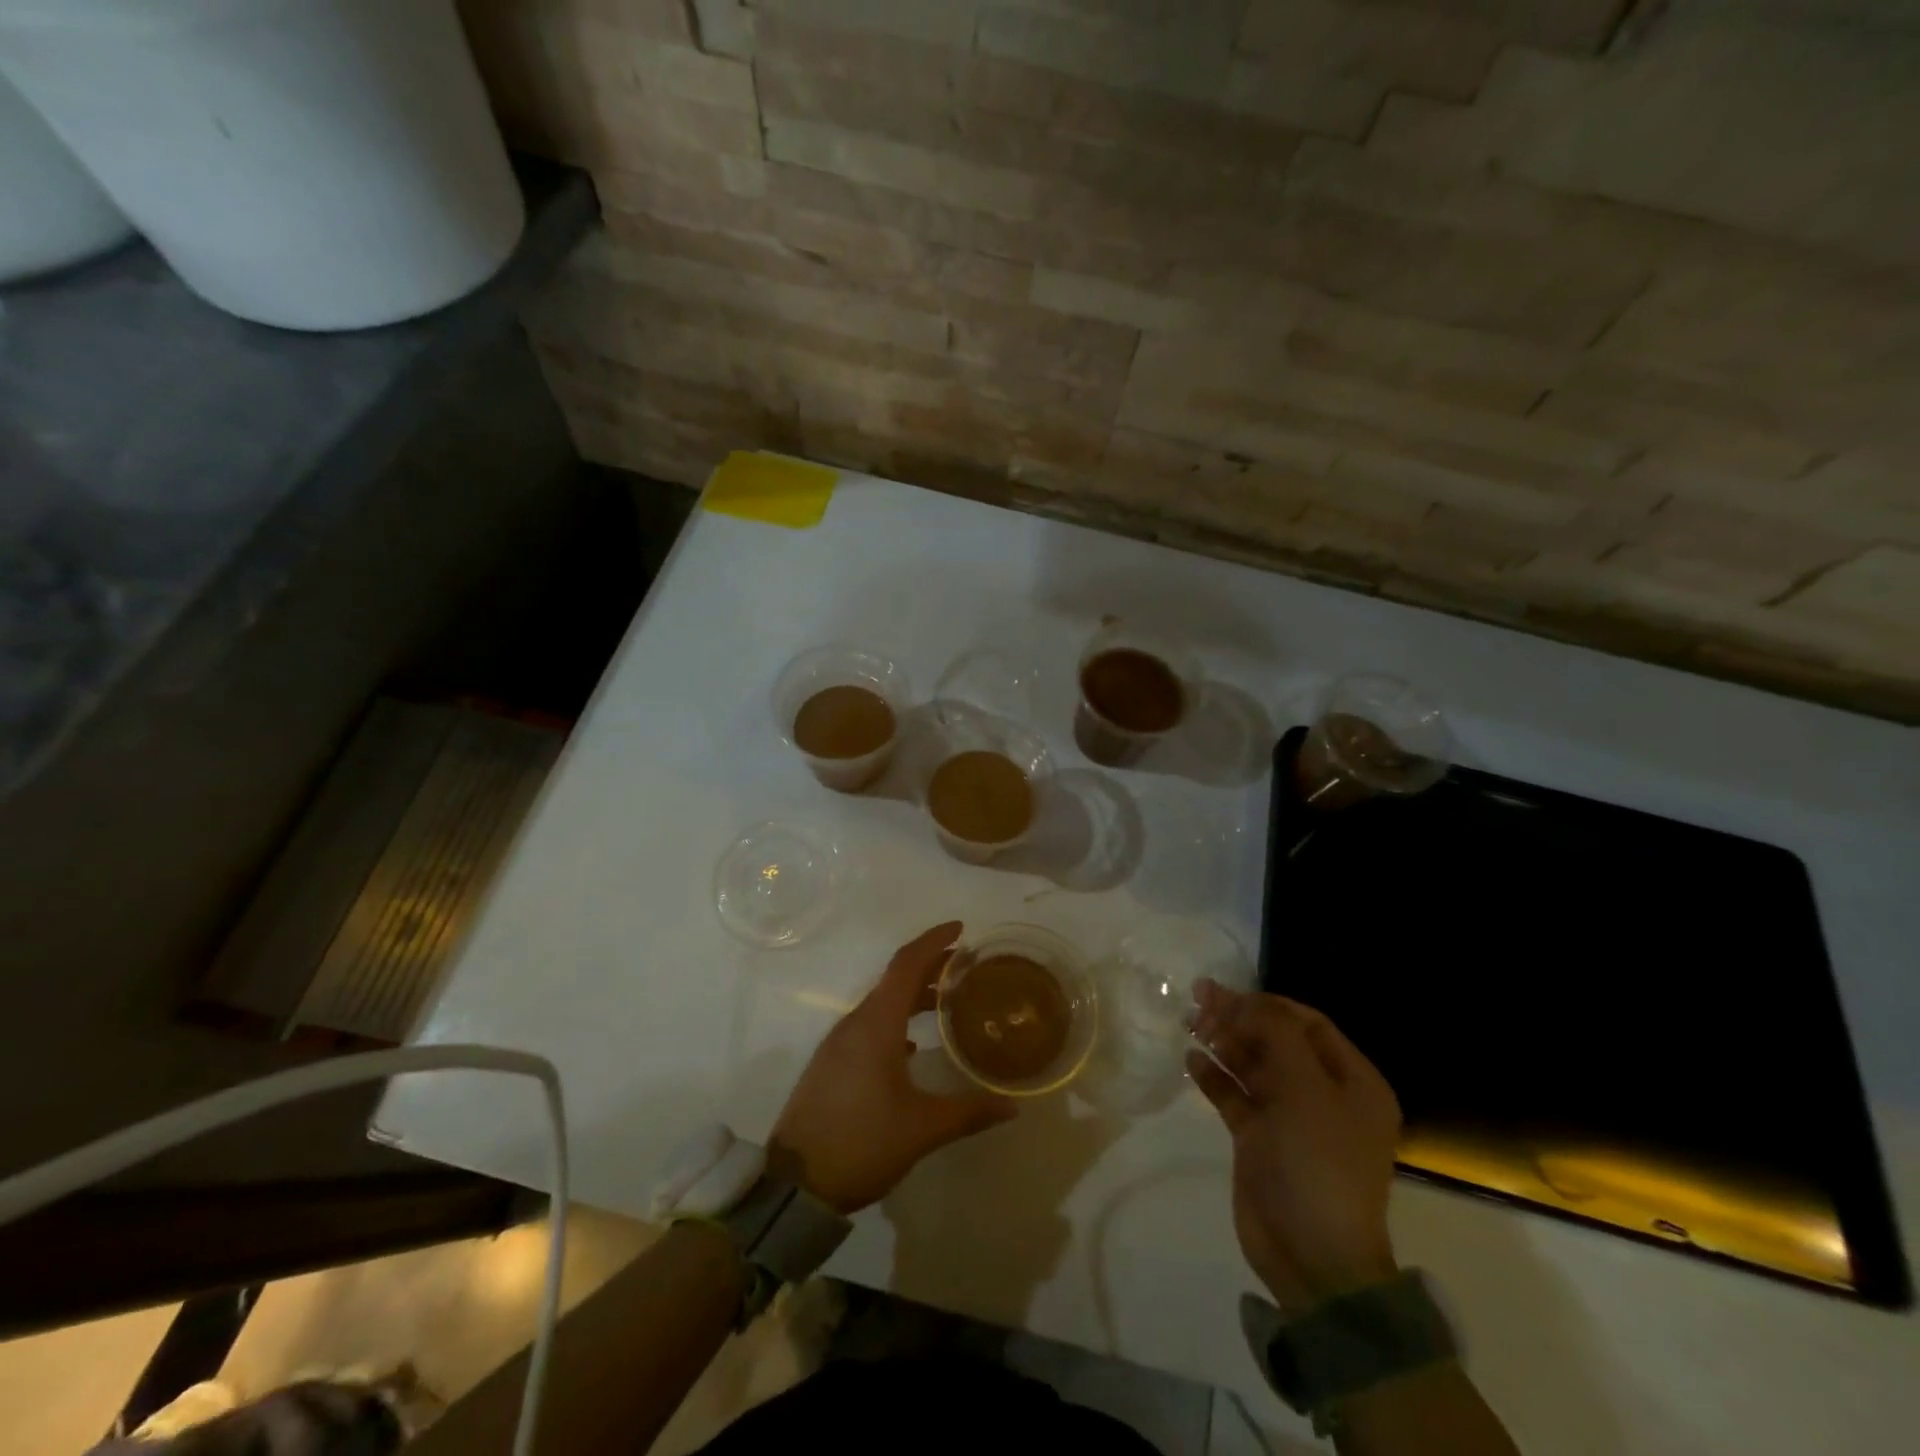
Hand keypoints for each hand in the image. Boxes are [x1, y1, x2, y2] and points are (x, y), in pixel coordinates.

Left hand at [772, 922, 1016, 1212]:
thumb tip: (1012, 1107)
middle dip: (930, 966)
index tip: (960, 928)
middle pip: (895, 979)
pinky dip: (895, 1020)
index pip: (906, 965)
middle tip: (964, 964)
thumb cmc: (862, 1143)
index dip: (933, 941)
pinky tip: (911, 1045)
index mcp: (876, 1025)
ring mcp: (839, 1044)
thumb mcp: (922, 1128)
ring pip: (881, 1003)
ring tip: (946, 1001)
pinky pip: (869, 1026)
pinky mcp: (831, 1064)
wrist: (795, 1185)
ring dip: (912, 995)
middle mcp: (855, 1024)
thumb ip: (969, 1112)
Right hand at [1188, 980, 1401, 1317]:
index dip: (1267, 1004)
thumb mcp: (1306, 1089)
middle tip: (1199, 997)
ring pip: (1252, 1065)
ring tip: (1189, 1022)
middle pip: (1275, 1040)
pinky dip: (1214, 1076)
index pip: (1307, 1024)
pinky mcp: (1259, 1139)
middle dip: (1239, 1017)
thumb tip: (1244, 1002)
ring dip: (1223, 1041)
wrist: (1312, 1257)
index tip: (1228, 993)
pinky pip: (1235, 1095)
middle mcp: (1323, 1094)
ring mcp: (1289, 1118)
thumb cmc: (1319, 1163)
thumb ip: (1276, 1035)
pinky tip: (1191, 1060)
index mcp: (1352, 1081)